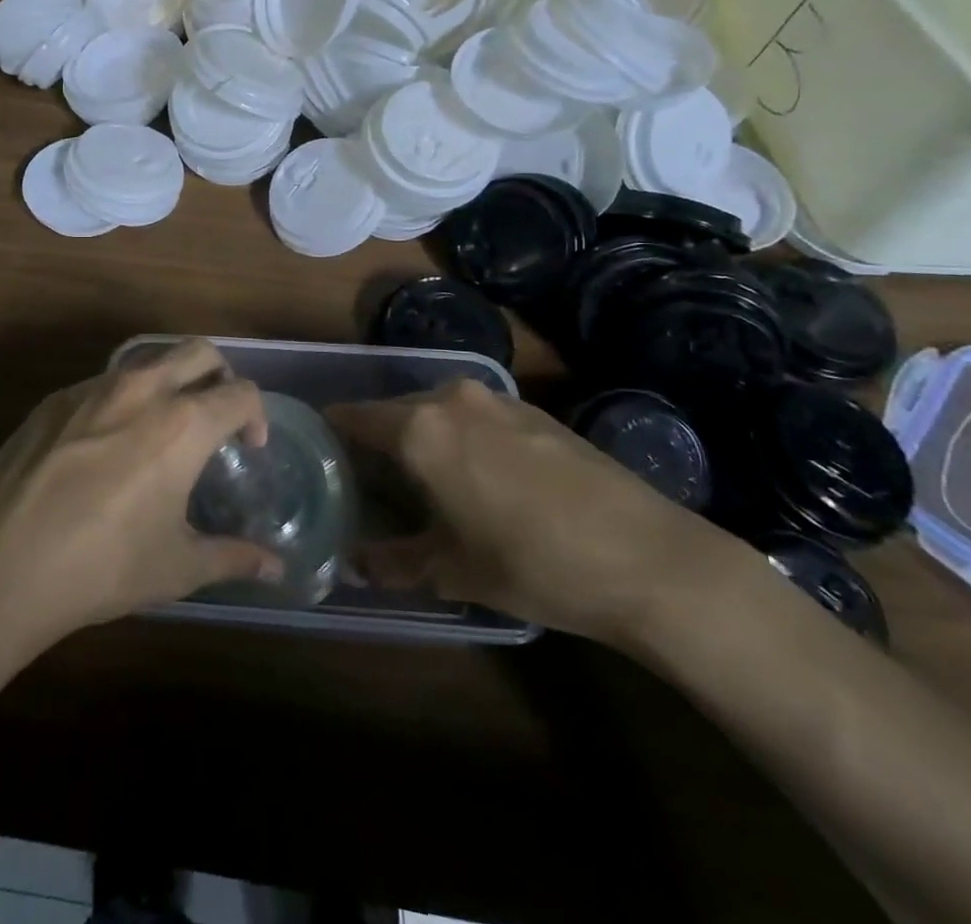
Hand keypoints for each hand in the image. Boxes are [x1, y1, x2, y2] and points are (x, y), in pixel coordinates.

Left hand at [0, 340, 283, 651]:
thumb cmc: (102, 566)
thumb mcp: (176, 567)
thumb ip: (233, 557)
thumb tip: (277, 568)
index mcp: (184, 422)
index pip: (241, 392)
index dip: (256, 416)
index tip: (249, 446)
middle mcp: (143, 389)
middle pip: (199, 352)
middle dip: (220, 376)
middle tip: (216, 417)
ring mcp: (93, 387)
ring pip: (148, 360)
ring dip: (169, 381)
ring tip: (162, 429)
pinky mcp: (54, 399)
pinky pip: (103, 382)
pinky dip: (122, 399)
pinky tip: (107, 445)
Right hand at [327, 381, 736, 646]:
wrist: (650, 558)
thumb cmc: (533, 564)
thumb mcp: (453, 571)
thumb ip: (393, 562)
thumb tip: (353, 569)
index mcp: (419, 429)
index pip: (353, 417)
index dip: (332, 434)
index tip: (321, 455)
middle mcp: (451, 398)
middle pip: (395, 411)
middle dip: (379, 441)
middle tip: (372, 481)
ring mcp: (497, 399)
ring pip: (437, 411)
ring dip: (424, 438)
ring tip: (426, 481)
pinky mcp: (534, 410)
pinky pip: (476, 416)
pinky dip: (463, 437)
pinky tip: (482, 478)